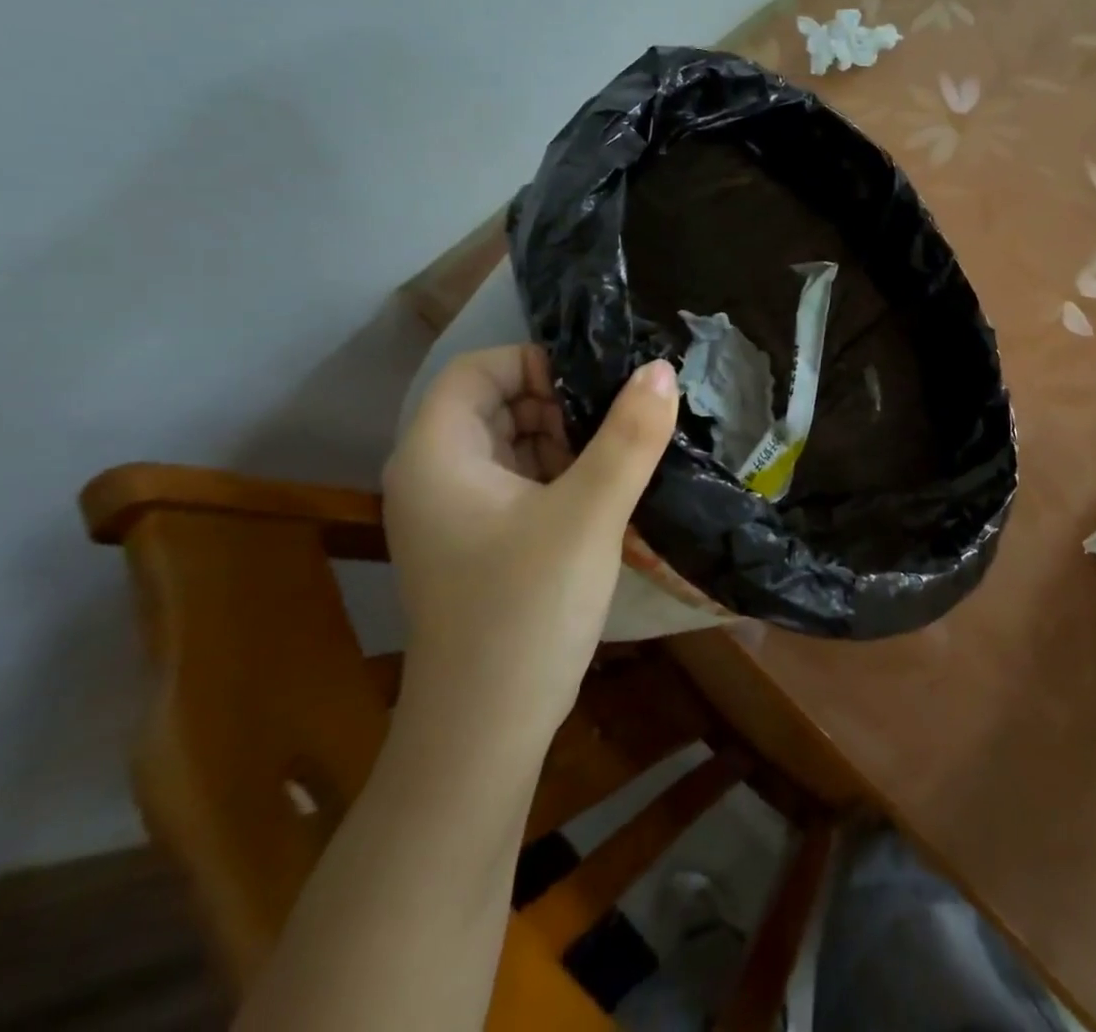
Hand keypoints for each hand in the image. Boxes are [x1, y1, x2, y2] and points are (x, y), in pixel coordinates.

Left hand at [382, 347, 678, 736]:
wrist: (485, 733)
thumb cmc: (526, 610)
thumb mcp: (589, 514)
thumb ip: (628, 437)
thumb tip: (661, 369)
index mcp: (437, 454)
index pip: (478, 369)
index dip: (537, 363)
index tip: (598, 385)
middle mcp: (434, 476)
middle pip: (496, 404)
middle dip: (560, 404)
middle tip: (620, 422)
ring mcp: (454, 515)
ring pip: (512, 445)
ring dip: (566, 441)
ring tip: (622, 455)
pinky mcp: (478, 545)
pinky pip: (519, 485)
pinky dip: (560, 476)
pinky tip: (605, 493)